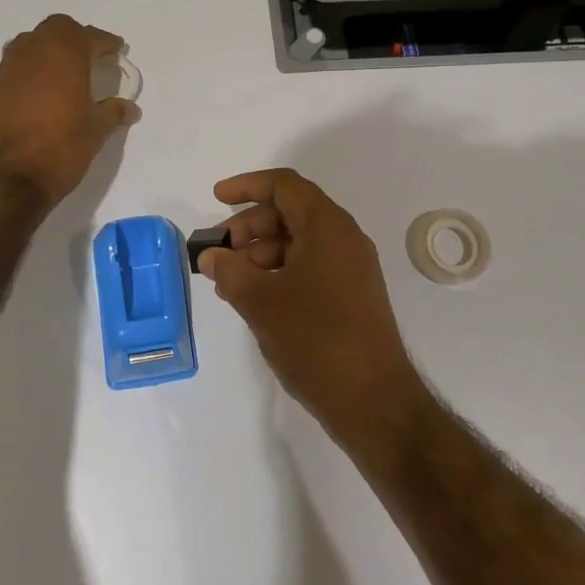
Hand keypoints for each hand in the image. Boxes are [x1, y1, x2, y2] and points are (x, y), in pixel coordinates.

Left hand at [0, 15, 139, 208]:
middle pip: (57, 29)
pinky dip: (30, 73)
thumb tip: (130, 108)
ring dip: (48, 52)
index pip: (90, 37)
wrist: (3, 179)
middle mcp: (33, 52)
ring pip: (30, 44)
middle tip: (89, 57)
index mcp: (65, 54)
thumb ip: (113, 113)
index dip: (106, 43)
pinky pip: (14, 69)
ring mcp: (6, 69)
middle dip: (75, 38)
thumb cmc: (59, 148)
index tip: (117, 50)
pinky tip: (39, 96)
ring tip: (63, 74)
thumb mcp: (95, 131)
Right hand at [198, 168, 425, 444]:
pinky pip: (311, 266)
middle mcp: (344, 238)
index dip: (247, 186)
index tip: (216, 198)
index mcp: (327, 226)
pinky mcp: (353, 295)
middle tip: (219, 252)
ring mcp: (352, 267)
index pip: (284, 185)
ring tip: (231, 281)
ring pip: (300, 241)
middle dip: (250, 225)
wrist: (373, 399)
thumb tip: (211, 256)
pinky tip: (256, 298)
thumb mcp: (261, 301)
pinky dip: (280, 272)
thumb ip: (230, 271)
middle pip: (291, 212)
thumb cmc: (314, 339)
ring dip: (262, 252)